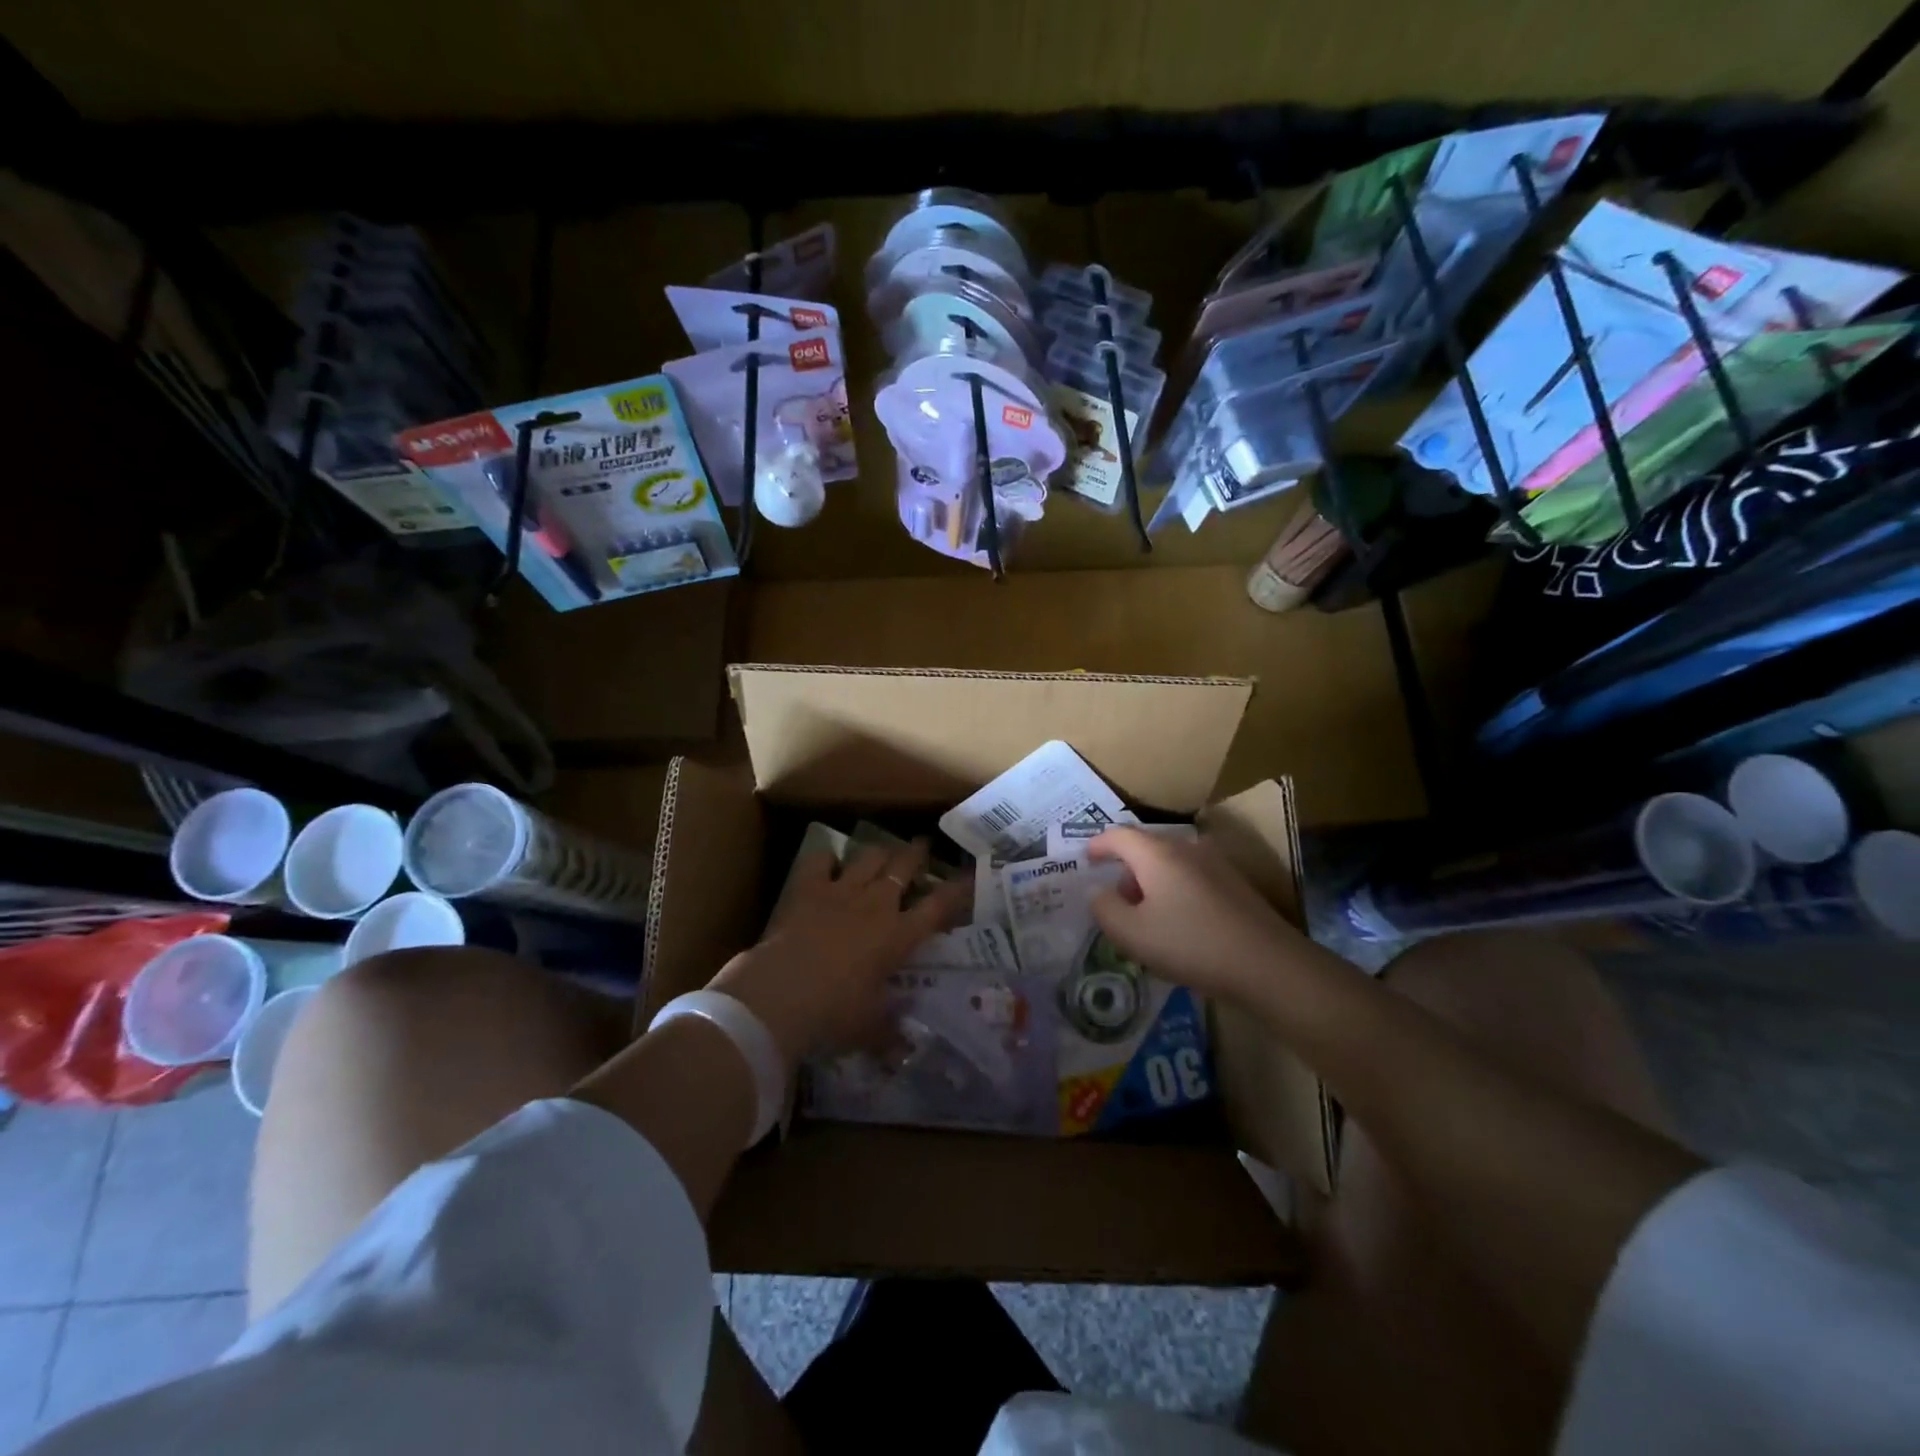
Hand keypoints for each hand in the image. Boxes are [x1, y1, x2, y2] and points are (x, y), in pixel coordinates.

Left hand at [709, 838, 970, 1064]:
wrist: (782, 992)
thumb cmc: (835, 1012)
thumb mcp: (868, 1029)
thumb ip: (889, 1036)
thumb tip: (904, 1055)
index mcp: (899, 935)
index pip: (938, 907)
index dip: (956, 890)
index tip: (968, 876)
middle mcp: (875, 905)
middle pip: (903, 868)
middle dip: (916, 854)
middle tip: (922, 845)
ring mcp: (841, 892)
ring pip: (868, 857)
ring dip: (878, 852)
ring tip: (883, 851)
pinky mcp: (807, 890)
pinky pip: (819, 861)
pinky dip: (826, 859)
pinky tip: (827, 862)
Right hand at [1087, 826, 1303, 997]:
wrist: (1267, 964)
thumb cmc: (1191, 945)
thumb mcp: (1132, 934)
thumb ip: (1104, 909)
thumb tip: (1098, 891)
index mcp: (1157, 853)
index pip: (1118, 835)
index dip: (1097, 845)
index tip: (1085, 859)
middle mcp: (1186, 847)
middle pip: (1146, 848)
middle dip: (1126, 870)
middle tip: (1117, 903)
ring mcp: (1215, 863)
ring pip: (1170, 863)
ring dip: (1152, 882)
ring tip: (1148, 918)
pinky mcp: (1235, 882)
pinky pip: (1192, 876)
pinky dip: (1175, 890)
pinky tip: (1180, 924)